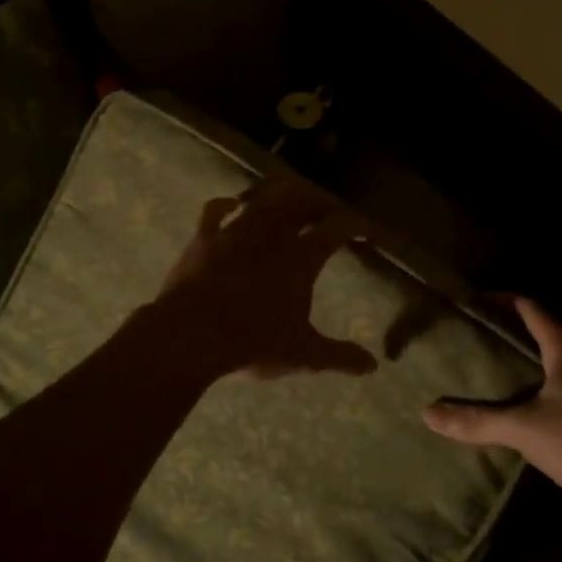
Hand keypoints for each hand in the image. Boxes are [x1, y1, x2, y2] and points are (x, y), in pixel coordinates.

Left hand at [144, 177, 378, 381]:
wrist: (189, 336)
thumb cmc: (252, 344)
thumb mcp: (302, 355)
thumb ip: (339, 356)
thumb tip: (372, 366)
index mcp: (301, 258)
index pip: (337, 229)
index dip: (357, 225)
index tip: (368, 230)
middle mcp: (271, 235)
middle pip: (301, 200)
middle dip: (319, 200)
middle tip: (328, 210)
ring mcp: (234, 232)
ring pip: (263, 198)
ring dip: (279, 196)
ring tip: (290, 201)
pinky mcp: (203, 238)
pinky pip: (215, 210)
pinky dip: (226, 203)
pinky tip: (232, 204)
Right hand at [423, 297, 561, 518]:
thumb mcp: (523, 429)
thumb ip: (477, 420)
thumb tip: (428, 413)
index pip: (532, 309)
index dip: (503, 300)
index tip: (474, 300)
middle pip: (550, 331)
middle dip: (516, 329)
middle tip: (480, 334)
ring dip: (534, 358)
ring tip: (501, 367)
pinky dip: (548, 385)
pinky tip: (532, 405)